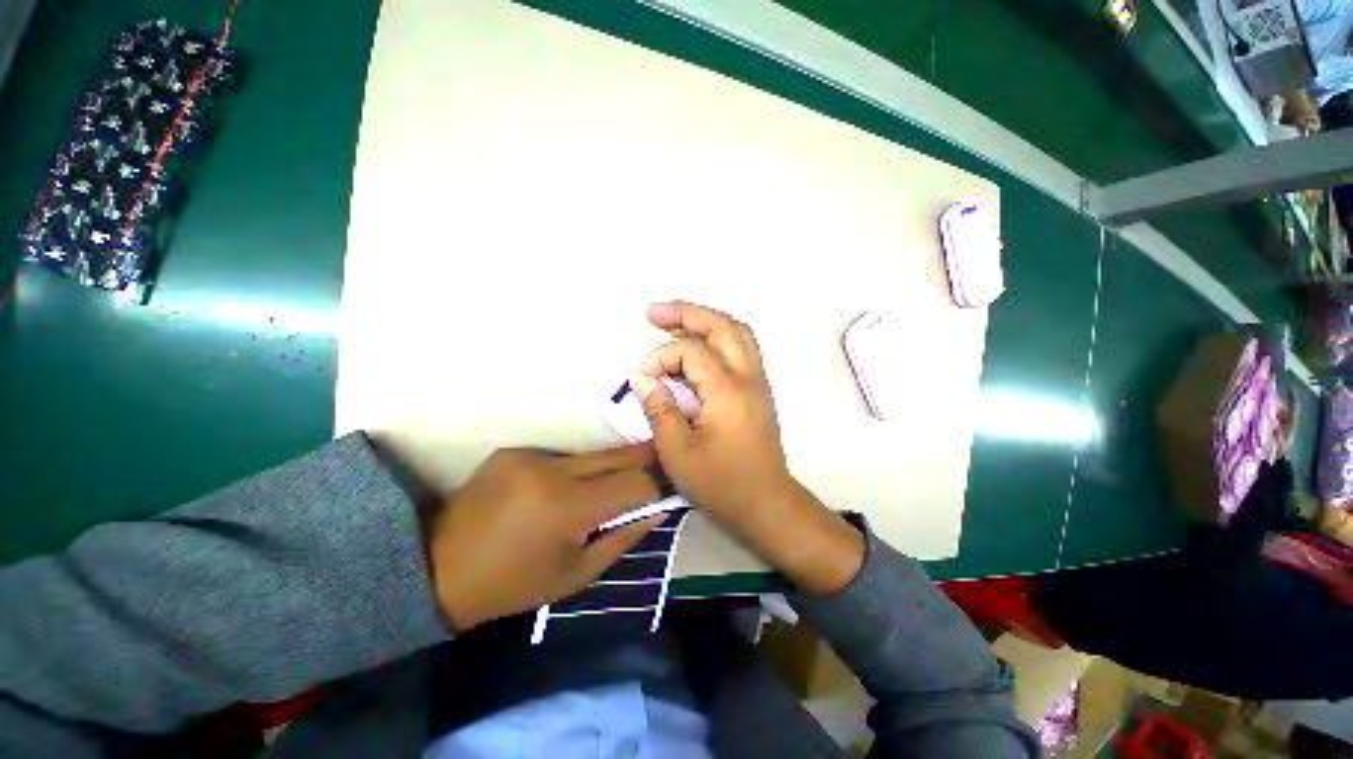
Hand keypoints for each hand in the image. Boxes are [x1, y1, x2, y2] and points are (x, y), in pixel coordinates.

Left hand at [423, 445, 664, 629]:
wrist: (440, 568)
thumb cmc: (514, 584)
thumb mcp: (576, 574)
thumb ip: (623, 537)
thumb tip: (659, 509)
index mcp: (570, 507)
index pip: (634, 483)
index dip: (657, 484)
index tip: (670, 485)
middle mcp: (553, 470)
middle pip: (616, 455)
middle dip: (644, 458)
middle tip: (660, 461)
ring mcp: (530, 455)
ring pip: (589, 455)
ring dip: (606, 467)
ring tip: (610, 482)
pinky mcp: (513, 450)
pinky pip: (559, 456)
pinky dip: (571, 470)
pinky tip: (559, 488)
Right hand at [630, 301, 864, 593]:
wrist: (766, 503)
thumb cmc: (721, 482)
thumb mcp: (678, 451)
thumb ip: (659, 409)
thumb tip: (642, 379)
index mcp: (728, 390)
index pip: (691, 351)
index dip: (661, 357)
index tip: (640, 376)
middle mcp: (748, 376)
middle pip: (722, 326)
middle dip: (686, 313)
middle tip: (655, 312)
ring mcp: (758, 381)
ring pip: (737, 332)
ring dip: (706, 320)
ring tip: (676, 321)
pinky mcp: (759, 390)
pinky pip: (742, 348)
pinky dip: (719, 337)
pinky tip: (700, 345)